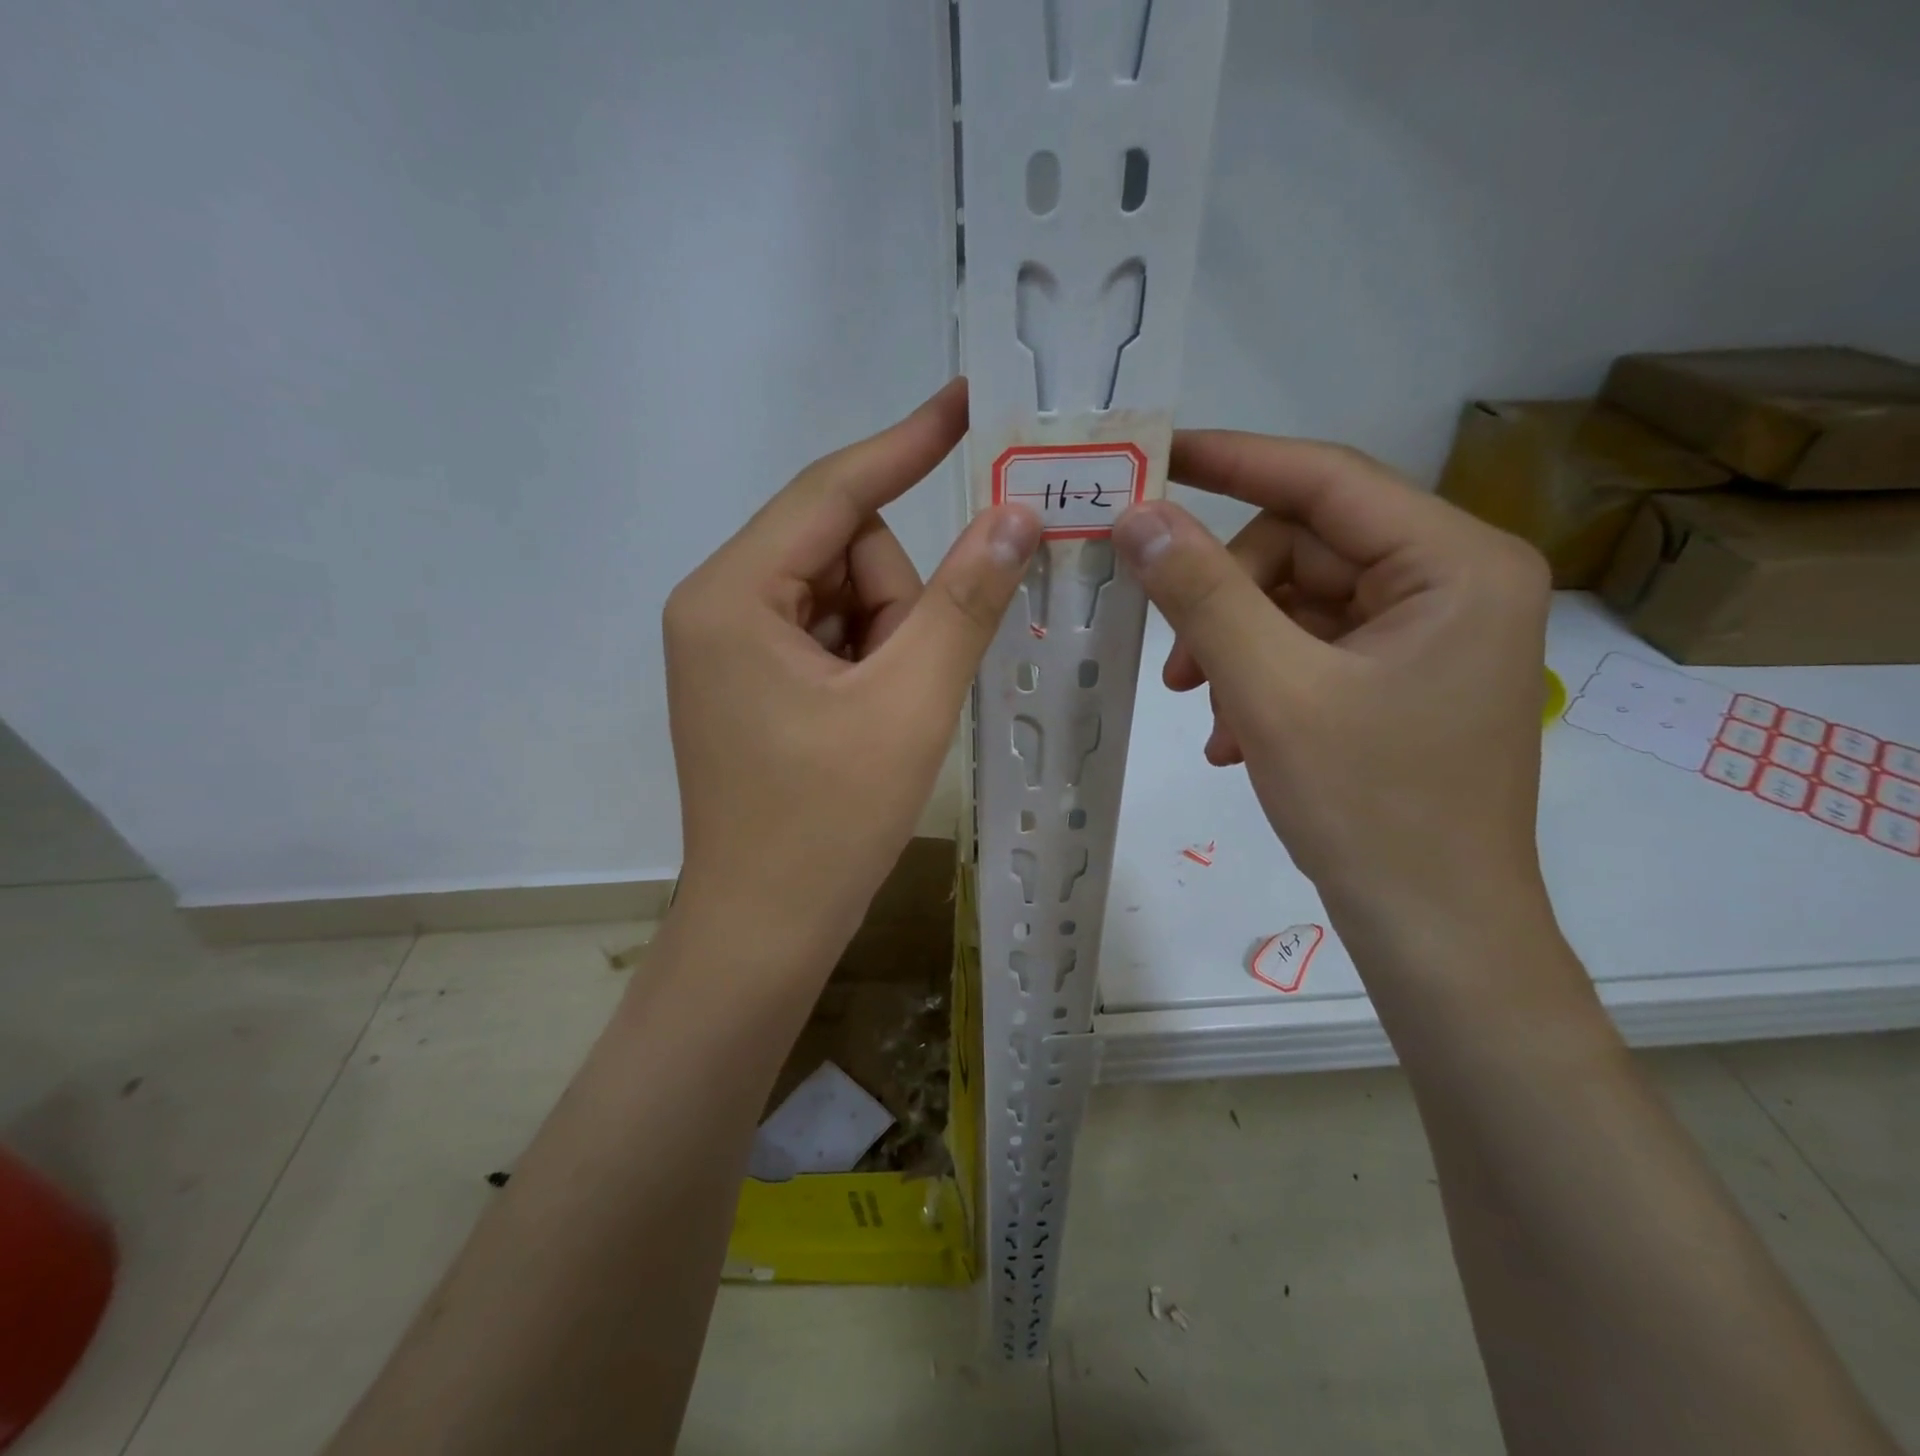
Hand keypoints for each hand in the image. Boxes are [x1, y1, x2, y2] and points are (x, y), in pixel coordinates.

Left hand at [663, 380, 1041, 970]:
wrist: (765, 929)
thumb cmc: (828, 822)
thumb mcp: (910, 703)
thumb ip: (964, 600)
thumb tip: (1017, 514)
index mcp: (733, 595)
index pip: (832, 492)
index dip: (904, 444)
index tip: (964, 399)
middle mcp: (718, 606)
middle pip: (843, 553)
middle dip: (896, 606)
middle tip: (909, 685)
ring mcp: (731, 648)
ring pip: (844, 599)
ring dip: (888, 644)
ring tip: (887, 718)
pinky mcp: (751, 683)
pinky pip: (830, 637)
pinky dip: (870, 663)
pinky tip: (871, 724)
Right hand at [1111, 432, 1551, 931]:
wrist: (1434, 931)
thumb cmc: (1369, 809)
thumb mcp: (1270, 691)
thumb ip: (1202, 594)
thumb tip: (1136, 517)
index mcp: (1456, 564)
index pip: (1327, 478)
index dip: (1233, 460)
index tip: (1154, 455)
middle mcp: (1454, 582)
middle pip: (1306, 549)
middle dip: (1229, 602)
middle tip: (1179, 671)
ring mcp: (1429, 633)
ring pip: (1297, 603)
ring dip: (1237, 651)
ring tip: (1213, 718)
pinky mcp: (1402, 676)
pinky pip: (1310, 647)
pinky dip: (1261, 680)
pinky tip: (1238, 738)